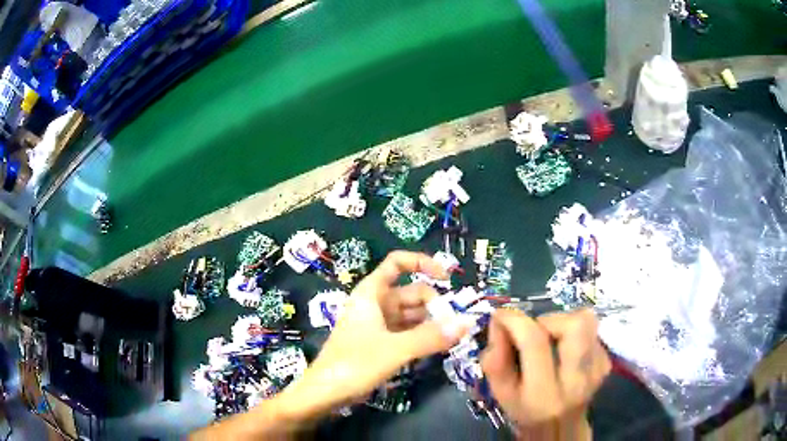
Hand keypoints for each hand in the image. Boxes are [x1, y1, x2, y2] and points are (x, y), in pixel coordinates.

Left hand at [280, 251, 467, 418]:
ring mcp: (377, 324)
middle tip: (455, 326)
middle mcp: (375, 304)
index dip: (423, 263)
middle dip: (435, 304)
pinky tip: (437, 347)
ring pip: (411, 314)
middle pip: (411, 292)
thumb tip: (467, 322)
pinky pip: (406, 332)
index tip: (447, 278)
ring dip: (431, 322)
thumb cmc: (354, 364)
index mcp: (371, 293)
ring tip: (453, 337)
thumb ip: (432, 336)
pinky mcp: (379, 343)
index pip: (397, 263)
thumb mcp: (395, 349)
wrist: (324, 393)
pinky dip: (422, 336)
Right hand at [481, 309, 610, 436]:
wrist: (560, 427)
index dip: (515, 321)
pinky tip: (566, 350)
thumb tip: (498, 323)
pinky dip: (576, 333)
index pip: (535, 343)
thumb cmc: (526, 410)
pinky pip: (593, 331)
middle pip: (575, 326)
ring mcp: (597, 370)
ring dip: (564, 322)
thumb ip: (495, 362)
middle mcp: (576, 381)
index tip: (501, 315)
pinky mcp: (607, 362)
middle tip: (535, 331)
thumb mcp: (502, 394)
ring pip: (588, 322)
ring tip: (551, 337)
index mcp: (543, 393)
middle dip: (549, 319)